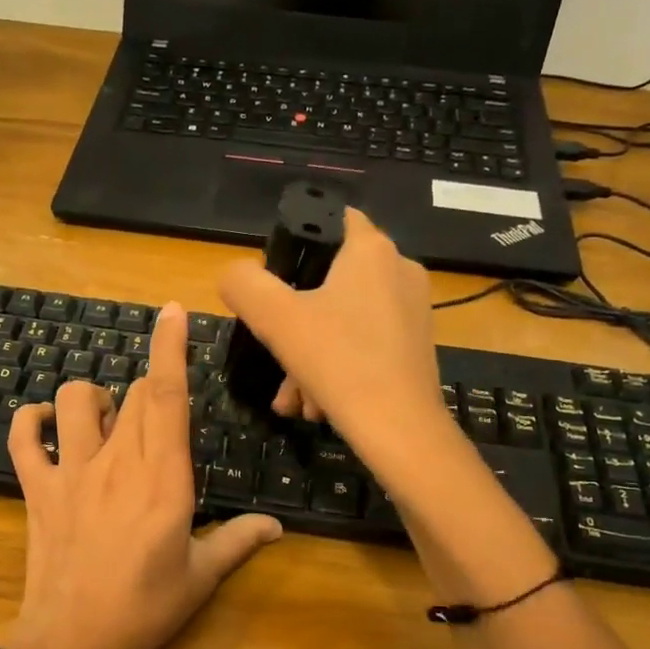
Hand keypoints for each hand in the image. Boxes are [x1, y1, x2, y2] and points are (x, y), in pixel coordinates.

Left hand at [0, 303, 281, 648]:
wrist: (71, 643)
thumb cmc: (144, 611)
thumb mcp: (201, 578)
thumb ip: (239, 541)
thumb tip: (277, 527)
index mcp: (164, 479)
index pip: (167, 397)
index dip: (169, 348)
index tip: (172, 312)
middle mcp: (117, 463)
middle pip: (131, 396)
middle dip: (147, 392)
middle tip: (156, 424)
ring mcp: (71, 472)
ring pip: (75, 401)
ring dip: (92, 397)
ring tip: (104, 418)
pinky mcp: (37, 489)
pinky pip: (23, 437)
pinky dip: (31, 421)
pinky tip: (46, 426)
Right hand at [218, 208, 456, 479]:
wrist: (401, 430)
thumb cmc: (339, 362)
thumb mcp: (275, 319)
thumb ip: (244, 285)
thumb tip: (235, 275)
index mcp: (372, 251)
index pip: (333, 218)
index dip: (300, 240)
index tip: (275, 275)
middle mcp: (400, 271)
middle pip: (331, 282)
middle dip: (295, 323)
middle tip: (276, 356)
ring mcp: (413, 311)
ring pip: (344, 322)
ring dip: (309, 356)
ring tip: (294, 398)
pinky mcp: (415, 347)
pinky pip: (363, 346)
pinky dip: (336, 369)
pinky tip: (317, 405)